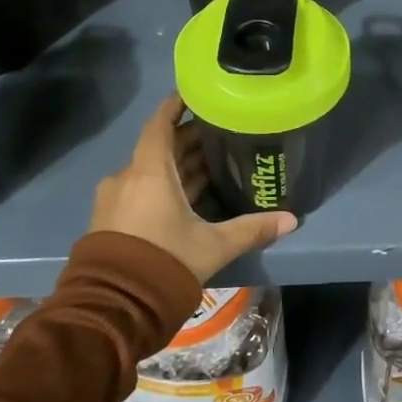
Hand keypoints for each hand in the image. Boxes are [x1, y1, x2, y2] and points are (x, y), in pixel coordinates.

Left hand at [91, 94, 296, 282]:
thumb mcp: (213, 246)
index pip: (160, 124)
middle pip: (159, 147)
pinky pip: (140, 190)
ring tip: (211, 163)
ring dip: (177, 166)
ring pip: (150, 171)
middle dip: (188, 140)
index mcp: (149, 172)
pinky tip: (188, 195)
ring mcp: (115, 200)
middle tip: (220, 134)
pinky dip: (163, 185)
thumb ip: (252, 229)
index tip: (196, 94)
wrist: (113, 307)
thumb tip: (291, 220)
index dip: (176, 106)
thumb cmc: (164, 262)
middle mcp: (127, 178)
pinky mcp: (110, 220)